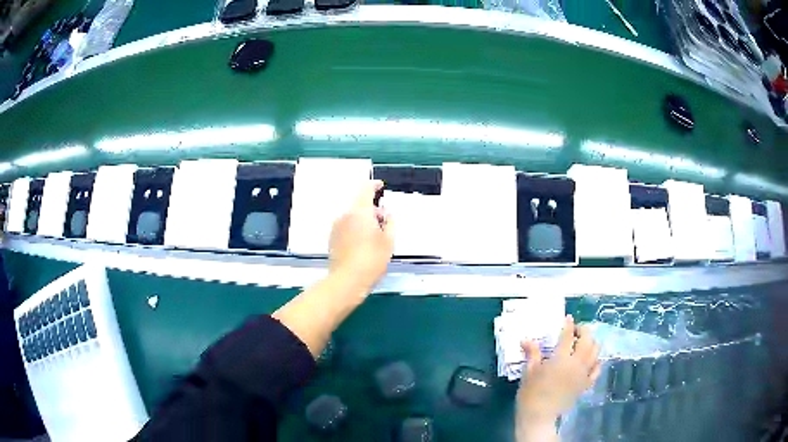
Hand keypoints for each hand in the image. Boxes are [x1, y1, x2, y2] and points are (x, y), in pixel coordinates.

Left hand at [328, 180, 393, 290]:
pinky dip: (354, 229)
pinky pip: (346, 227)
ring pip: (352, 217)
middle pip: (359, 205)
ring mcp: (336, 227)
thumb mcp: (388, 241)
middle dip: (372, 210)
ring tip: (374, 237)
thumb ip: (389, 222)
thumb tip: (386, 213)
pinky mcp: (332, 238)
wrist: (347, 280)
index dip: (374, 185)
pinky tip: (362, 245)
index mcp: (360, 212)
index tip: (380, 186)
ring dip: (363, 220)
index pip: (366, 189)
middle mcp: (345, 215)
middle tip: (383, 223)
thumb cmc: (372, 260)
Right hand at [515, 316, 600, 440]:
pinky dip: (596, 362)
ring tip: (583, 343)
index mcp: (560, 358)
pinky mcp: (585, 384)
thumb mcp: (529, 371)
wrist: (539, 415)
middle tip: (575, 331)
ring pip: (595, 352)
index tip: (567, 318)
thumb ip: (532, 353)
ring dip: (591, 343)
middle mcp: (576, 363)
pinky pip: (597, 369)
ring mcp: (583, 374)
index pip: (568, 335)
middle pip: (587, 340)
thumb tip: (526, 339)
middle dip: (583, 331)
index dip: (568, 324)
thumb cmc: (531, 393)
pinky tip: (590, 361)